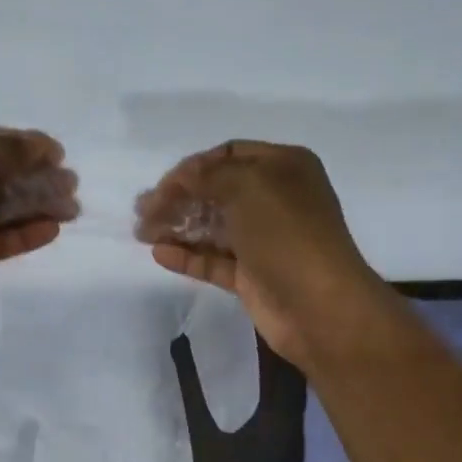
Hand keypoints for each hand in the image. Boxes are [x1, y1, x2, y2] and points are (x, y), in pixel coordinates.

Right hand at [134, 140, 398, 371]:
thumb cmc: (287, 235)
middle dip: (178, 198)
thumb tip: (180, 177)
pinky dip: (187, 256)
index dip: (193, 167)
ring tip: (142, 233)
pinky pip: (213, 261)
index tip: (161, 186)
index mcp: (283, 168)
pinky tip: (159, 253)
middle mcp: (274, 200)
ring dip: (177, 227)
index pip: (229, 155)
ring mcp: (263, 241)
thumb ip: (208, 175)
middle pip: (216, 192)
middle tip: (142, 212)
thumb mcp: (248, 187)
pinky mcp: (251, 276)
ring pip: (212, 227)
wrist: (319, 306)